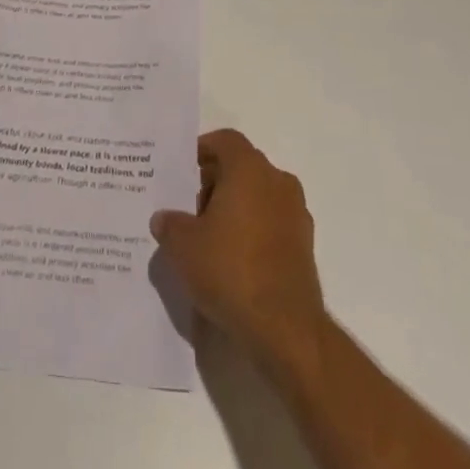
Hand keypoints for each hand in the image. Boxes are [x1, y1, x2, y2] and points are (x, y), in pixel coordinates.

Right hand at [150, 129, 327, 376]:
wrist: (285, 328)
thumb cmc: (230, 270)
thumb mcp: (183, 246)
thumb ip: (170, 224)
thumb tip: (164, 219)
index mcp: (249, 169)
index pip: (225, 140)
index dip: (203, 149)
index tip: (184, 171)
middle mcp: (277, 181)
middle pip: (242, 166)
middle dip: (216, 182)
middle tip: (191, 210)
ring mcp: (296, 213)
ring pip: (259, 194)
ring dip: (236, 207)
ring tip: (210, 238)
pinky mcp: (305, 245)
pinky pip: (273, 222)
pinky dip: (254, 230)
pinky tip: (235, 260)